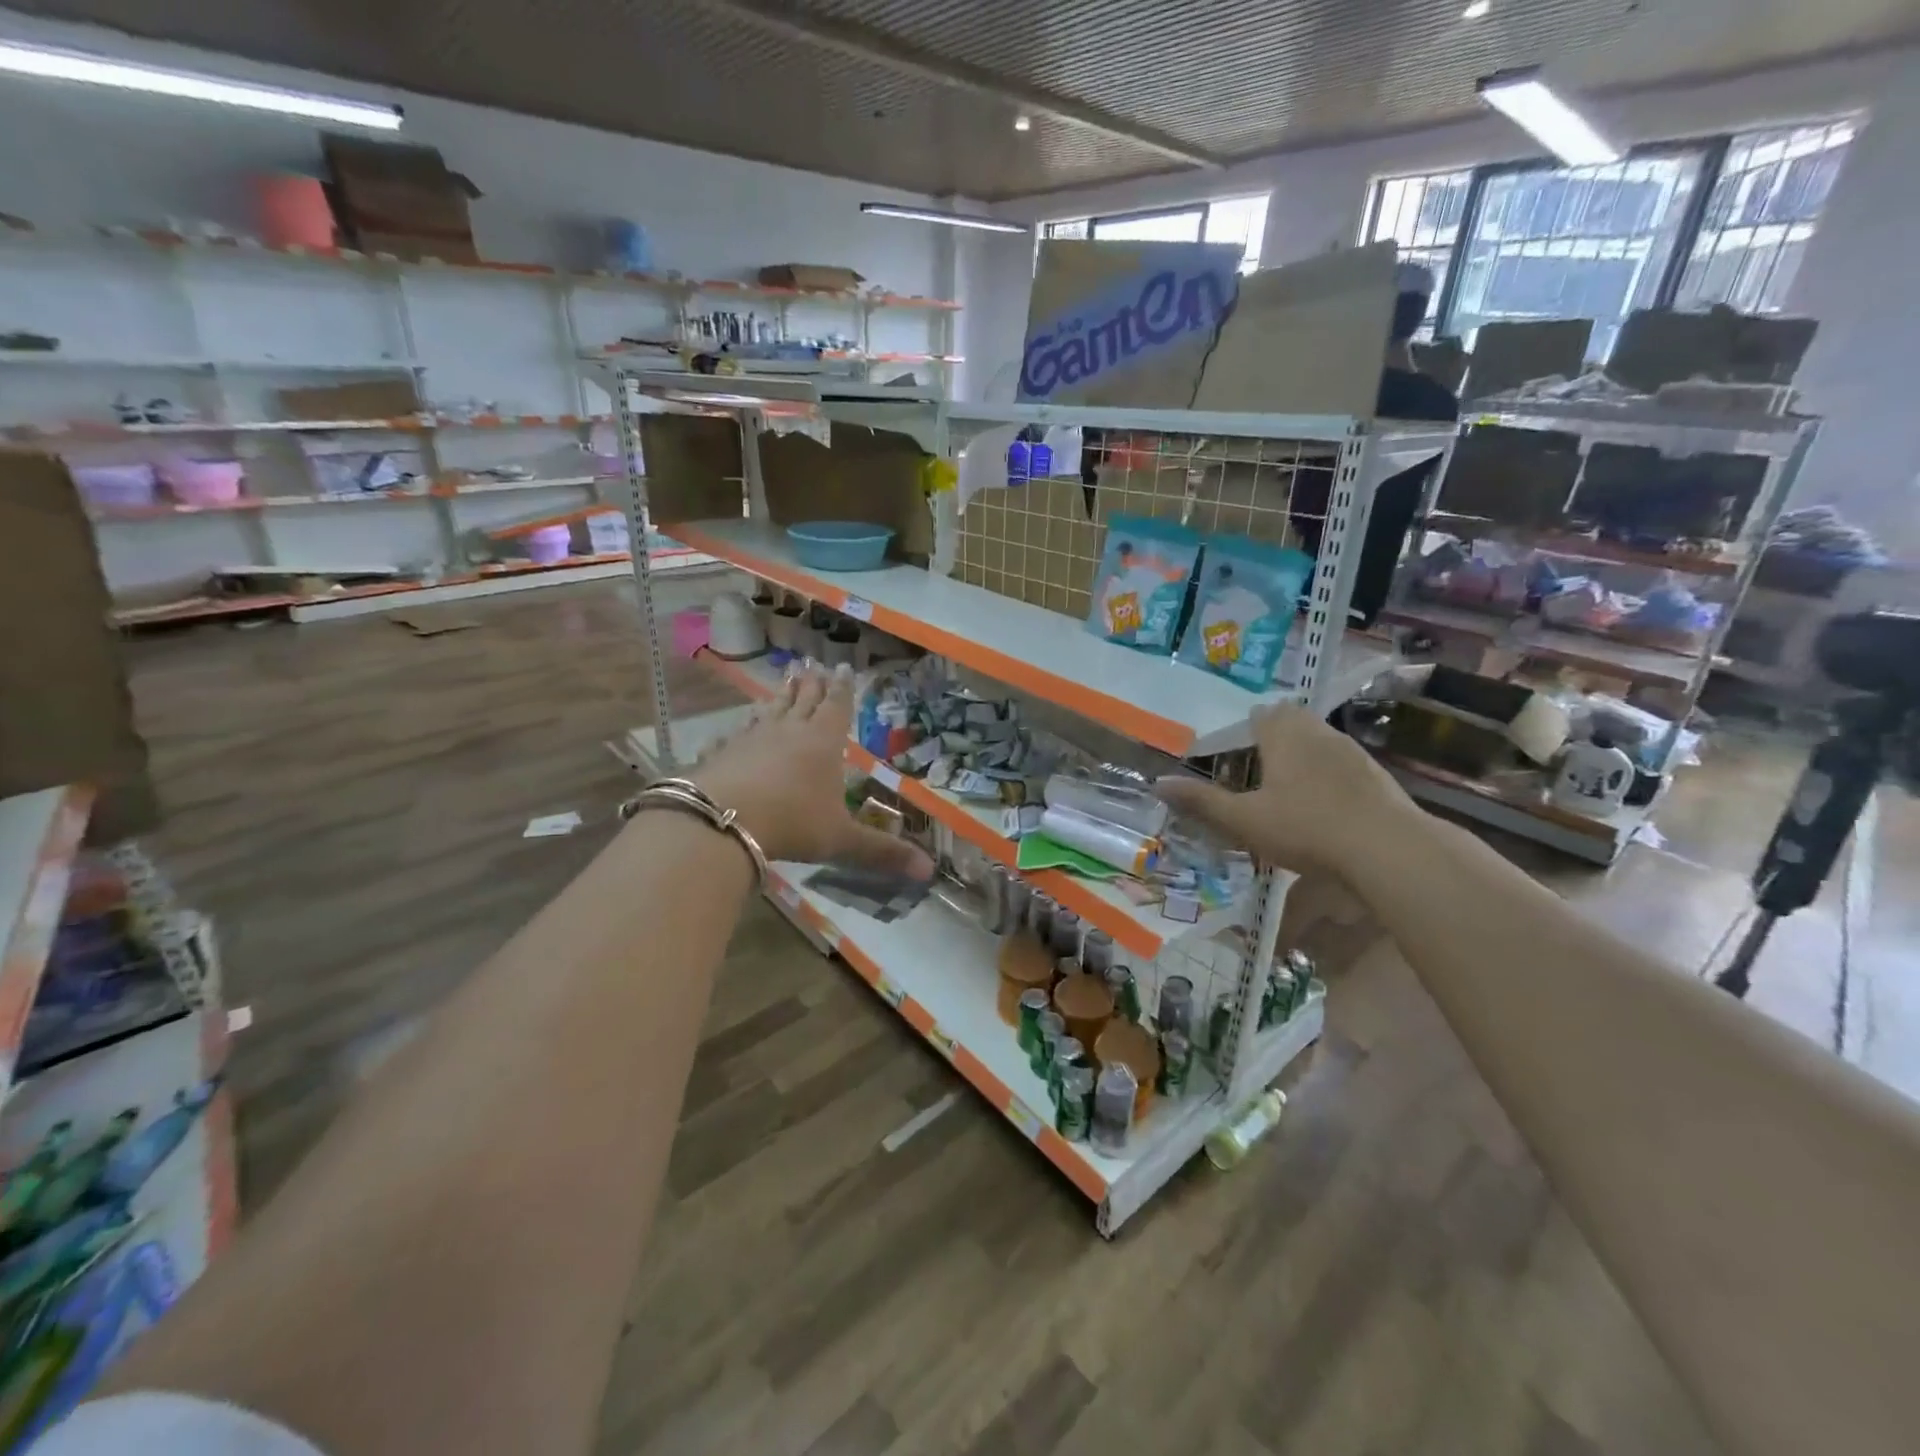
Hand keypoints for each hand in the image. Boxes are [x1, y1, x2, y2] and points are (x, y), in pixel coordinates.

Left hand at [688, 665, 933, 878]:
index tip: (843, 668)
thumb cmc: (792, 823)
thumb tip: (928, 870)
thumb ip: (881, 852)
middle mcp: (789, 732)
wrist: (722, 820)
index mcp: (823, 743)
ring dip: (779, 697)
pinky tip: (735, 729)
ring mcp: (752, 739)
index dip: (842, 689)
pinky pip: (735, 734)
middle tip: (813, 665)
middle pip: (803, 701)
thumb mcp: (841, 840)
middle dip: (812, 684)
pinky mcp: (723, 753)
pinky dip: (741, 728)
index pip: (836, 707)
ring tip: (784, 683)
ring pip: (770, 711)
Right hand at [1154, 704, 1413, 878]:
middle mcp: (1319, 733)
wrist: (1387, 849)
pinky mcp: (1376, 776)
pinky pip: (1343, 765)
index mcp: (1284, 735)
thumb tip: (1157, 784)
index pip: (1264, 713)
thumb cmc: (1305, 827)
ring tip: (1288, 785)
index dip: (1249, 725)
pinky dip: (1329, 776)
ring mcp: (1352, 753)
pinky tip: (1324, 805)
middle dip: (1277, 735)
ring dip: (1304, 755)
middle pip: (1294, 720)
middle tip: (1259, 764)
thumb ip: (1202, 801)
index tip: (1237, 746)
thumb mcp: (1243, 819)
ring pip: (1321, 741)